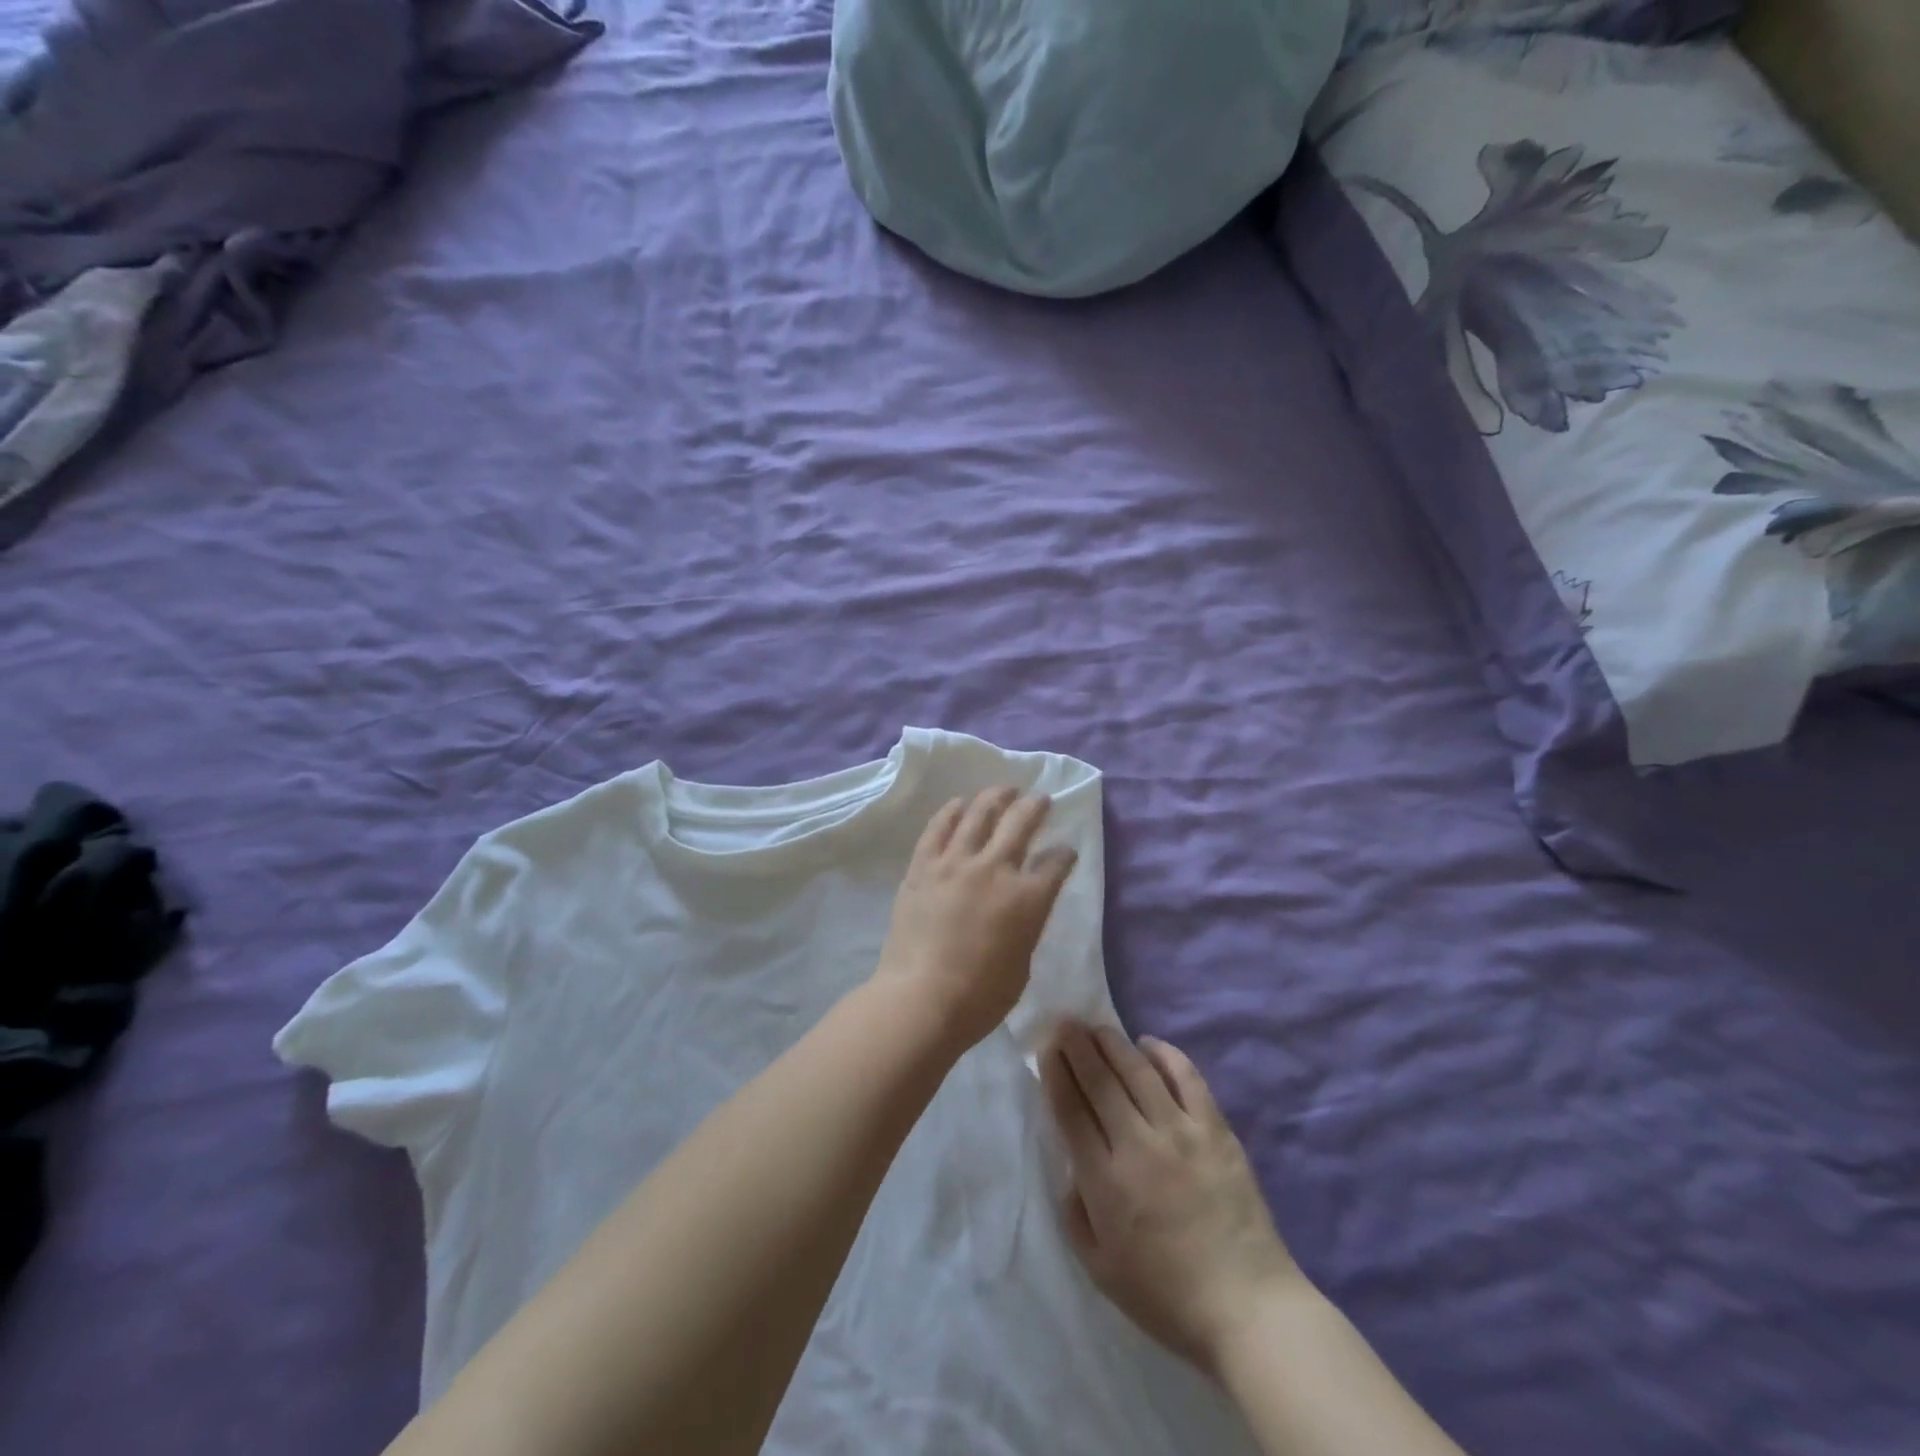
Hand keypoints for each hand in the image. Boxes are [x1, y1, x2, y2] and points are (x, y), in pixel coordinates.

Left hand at [876, 787, 1076, 1049]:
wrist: (921, 999)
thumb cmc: (980, 997)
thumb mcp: (1022, 964)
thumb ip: (1026, 925)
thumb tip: (1021, 908)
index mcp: (1027, 898)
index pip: (1056, 863)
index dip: (1064, 855)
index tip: (1065, 852)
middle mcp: (995, 869)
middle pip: (1020, 823)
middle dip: (1036, 806)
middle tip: (1040, 799)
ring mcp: (955, 863)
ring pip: (979, 814)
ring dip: (995, 797)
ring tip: (1004, 789)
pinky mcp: (923, 867)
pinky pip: (938, 828)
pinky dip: (951, 812)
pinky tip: (959, 803)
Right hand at [1042, 1023, 1302, 1376]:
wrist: (1247, 1307)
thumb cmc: (1166, 1294)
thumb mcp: (1099, 1267)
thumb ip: (1075, 1210)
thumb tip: (1071, 1163)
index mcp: (1105, 1180)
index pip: (1070, 1110)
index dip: (1055, 1072)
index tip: (1046, 1047)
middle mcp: (1138, 1145)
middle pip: (1099, 1081)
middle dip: (1076, 1046)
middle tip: (1064, 1022)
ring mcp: (1181, 1132)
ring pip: (1137, 1070)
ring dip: (1112, 1043)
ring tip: (1097, 1027)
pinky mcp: (1216, 1129)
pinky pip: (1187, 1077)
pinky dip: (1165, 1054)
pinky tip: (1148, 1044)